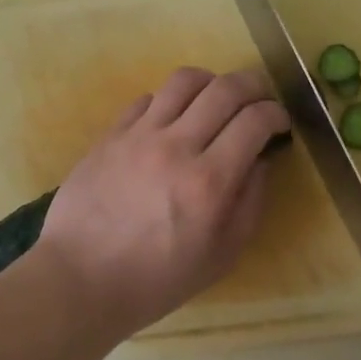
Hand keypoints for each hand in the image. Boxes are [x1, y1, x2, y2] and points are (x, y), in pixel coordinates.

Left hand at [37, 68, 287, 336]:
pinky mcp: (112, 132)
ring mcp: (140, 133)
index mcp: (209, 181)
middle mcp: (177, 146)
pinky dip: (169, 100)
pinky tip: (172, 118)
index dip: (276, 113)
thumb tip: (261, 160)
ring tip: (216, 97)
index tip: (280, 122)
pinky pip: (147, 97)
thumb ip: (249, 204)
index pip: (254, 121)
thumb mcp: (220, 257)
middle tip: (259, 99)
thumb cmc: (156, 279)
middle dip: (253, 85)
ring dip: (211, 81)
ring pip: (184, 80)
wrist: (80, 278)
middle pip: (225, 89)